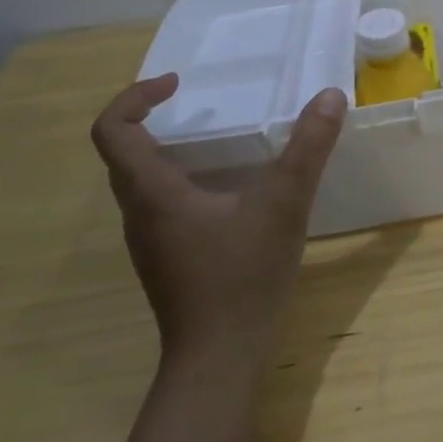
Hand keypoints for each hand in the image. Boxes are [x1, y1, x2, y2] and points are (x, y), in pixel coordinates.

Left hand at [90, 76, 346, 364]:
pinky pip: (159, 204)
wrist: (219, 357)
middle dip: (149, 118)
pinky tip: (227, 191)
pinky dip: (180, 179)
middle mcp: (139, 214)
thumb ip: (308, 148)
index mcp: (153, 193)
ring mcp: (150, 241)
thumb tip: (330, 96)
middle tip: (193, 102)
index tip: (176, 84)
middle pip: (122, 154)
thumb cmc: (242, 276)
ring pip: (140, 181)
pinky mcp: (167, 258)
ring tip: (214, 139)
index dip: (134, 97)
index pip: (112, 131)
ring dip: (165, 150)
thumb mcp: (284, 204)